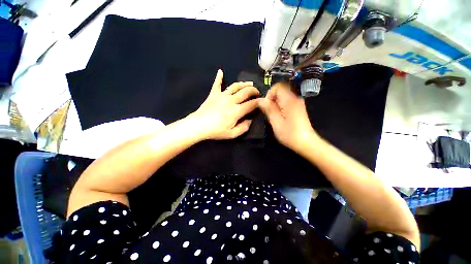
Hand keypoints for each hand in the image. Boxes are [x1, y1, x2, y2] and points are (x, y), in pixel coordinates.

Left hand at [189, 69, 259, 139]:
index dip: (259, 102)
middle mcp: (231, 100)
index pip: (251, 104)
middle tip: (257, 92)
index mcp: (237, 111)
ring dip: (243, 84)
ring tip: (249, 83)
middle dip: (254, 90)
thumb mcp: (232, 134)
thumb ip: (243, 128)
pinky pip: (217, 84)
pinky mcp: (213, 94)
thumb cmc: (215, 131)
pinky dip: (219, 78)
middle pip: (245, 92)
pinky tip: (220, 71)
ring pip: (235, 86)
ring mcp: (222, 96)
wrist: (198, 125)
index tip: (262, 101)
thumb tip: (250, 121)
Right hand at [258, 82, 319, 152]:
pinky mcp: (298, 107)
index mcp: (290, 100)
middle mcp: (295, 98)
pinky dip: (280, 106)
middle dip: (272, 99)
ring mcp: (298, 102)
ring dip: (275, 103)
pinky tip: (279, 116)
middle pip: (280, 90)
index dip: (270, 94)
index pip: (278, 86)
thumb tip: (260, 100)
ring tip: (273, 115)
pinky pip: (286, 101)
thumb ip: (268, 109)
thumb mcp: (276, 122)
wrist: (306, 142)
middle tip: (268, 111)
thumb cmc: (289, 134)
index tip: (266, 105)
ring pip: (283, 96)